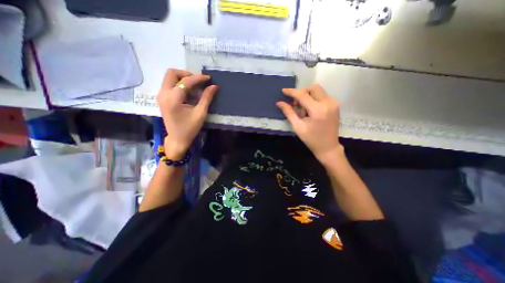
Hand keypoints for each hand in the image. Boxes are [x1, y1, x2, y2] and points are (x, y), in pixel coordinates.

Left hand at [157, 69, 217, 158]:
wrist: (177, 139)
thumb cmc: (190, 128)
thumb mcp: (200, 113)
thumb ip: (206, 98)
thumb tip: (214, 86)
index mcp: (173, 99)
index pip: (185, 81)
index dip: (198, 78)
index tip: (208, 78)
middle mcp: (163, 94)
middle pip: (172, 73)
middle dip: (187, 74)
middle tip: (199, 82)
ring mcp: (161, 95)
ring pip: (170, 77)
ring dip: (183, 79)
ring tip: (195, 88)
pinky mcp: (162, 98)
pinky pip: (170, 84)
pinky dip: (180, 84)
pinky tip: (189, 93)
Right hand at [276, 84, 342, 161]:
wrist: (328, 147)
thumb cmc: (311, 139)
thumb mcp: (297, 127)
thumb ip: (289, 112)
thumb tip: (279, 103)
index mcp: (318, 110)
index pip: (303, 95)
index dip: (292, 92)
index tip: (283, 91)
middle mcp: (328, 103)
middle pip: (313, 88)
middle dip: (302, 93)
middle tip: (296, 105)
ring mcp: (334, 103)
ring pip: (318, 91)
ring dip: (308, 97)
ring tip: (304, 110)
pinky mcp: (336, 105)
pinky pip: (322, 96)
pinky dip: (314, 99)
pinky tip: (310, 110)